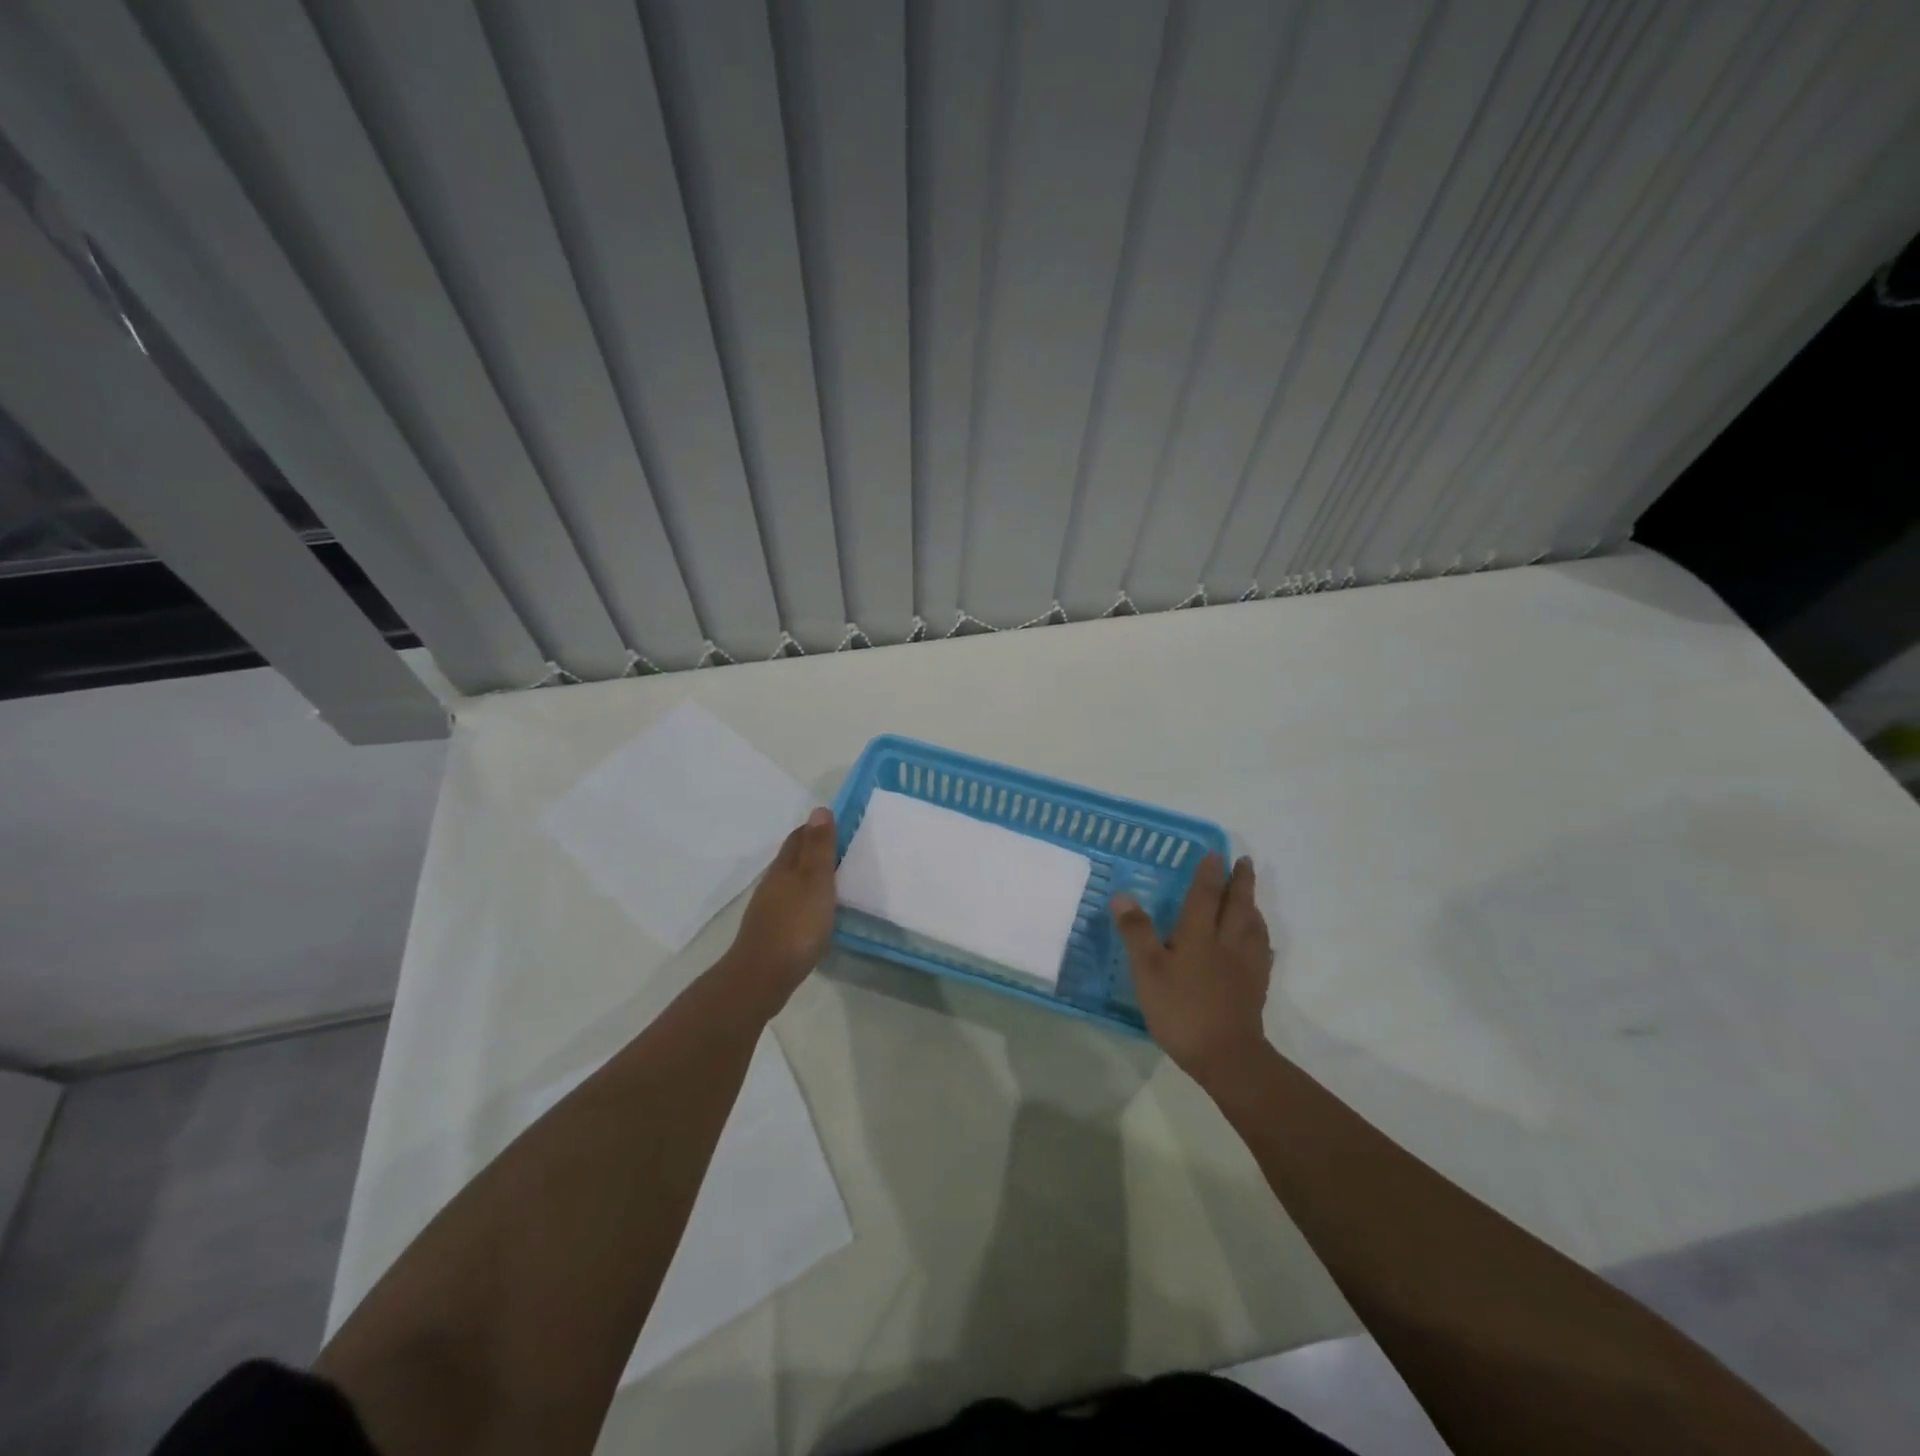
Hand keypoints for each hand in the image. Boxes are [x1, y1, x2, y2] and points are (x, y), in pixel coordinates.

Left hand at [724, 808, 837, 1013]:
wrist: (762, 976)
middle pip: (793, 857)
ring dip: (810, 876)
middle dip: (814, 849)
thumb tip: (819, 809)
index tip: (841, 827)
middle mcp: (773, 882)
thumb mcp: (815, 882)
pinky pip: (792, 904)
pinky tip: (818, 912)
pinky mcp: (772, 931)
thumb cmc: (796, 925)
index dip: (817, 828)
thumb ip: (819, 848)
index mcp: (784, 867)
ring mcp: (770, 908)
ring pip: (792, 882)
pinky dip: (806, 900)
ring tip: (836, 881)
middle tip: (843, 851)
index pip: (799, 836)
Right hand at [1112, 854, 1272, 1083]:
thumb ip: (1137, 932)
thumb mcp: (1148, 971)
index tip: (1216, 854)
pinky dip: (1261, 939)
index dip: (1209, 873)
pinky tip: (1260, 944)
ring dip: (1253, 906)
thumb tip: (1122, 895)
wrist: (1227, 1056)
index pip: (1205, 895)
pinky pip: (1262, 953)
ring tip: (1252, 897)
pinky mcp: (1255, 988)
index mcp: (1199, 935)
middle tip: (1245, 861)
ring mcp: (1246, 966)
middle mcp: (1227, 943)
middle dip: (1240, 882)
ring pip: (1253, 926)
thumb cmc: (1182, 1009)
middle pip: (1237, 905)